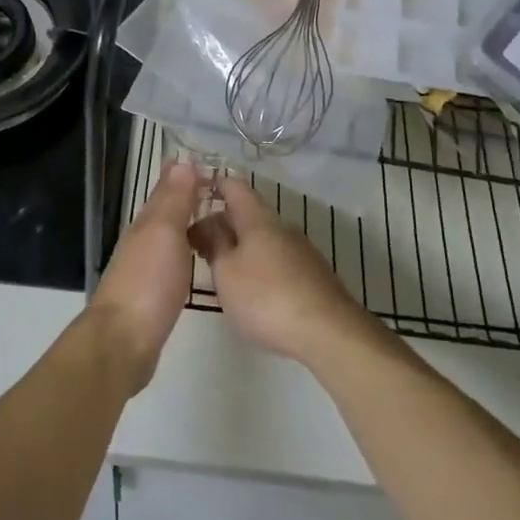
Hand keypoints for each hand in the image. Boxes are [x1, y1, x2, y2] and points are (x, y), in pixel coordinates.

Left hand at [87, 160, 202, 392]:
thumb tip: (181, 161)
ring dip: (186, 223)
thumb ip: (173, 200)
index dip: (185, 175)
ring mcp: (143, 269)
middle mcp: (142, 241)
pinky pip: (170, 262)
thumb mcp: (164, 233)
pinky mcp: (150, 296)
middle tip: (219, 189)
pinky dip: (183, 252)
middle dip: (187, 197)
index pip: (166, 189)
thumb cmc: (147, 282)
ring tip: (213, 219)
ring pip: (167, 236)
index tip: (212, 165)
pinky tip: (194, 260)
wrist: (122, 342)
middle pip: (165, 211)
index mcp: (145, 223)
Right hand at [190, 177, 375, 364]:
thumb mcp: (226, 272)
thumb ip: (214, 243)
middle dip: (221, 223)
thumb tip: (206, 222)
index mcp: (257, 218)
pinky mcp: (312, 274)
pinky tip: (251, 288)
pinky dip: (258, 262)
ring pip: (262, 237)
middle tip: (195, 244)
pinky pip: (277, 257)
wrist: (330, 333)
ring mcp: (301, 250)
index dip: (212, 185)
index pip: (233, 186)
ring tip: (218, 268)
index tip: (189, 197)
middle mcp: (281, 226)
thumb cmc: (266, 298)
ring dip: (239, 245)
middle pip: (247, 212)